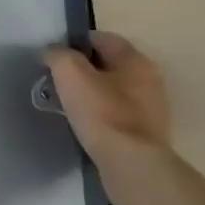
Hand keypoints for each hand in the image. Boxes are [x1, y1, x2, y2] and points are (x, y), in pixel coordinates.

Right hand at [44, 33, 170, 159]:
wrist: (131, 166)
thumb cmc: (102, 112)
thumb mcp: (70, 73)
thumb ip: (58, 55)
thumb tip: (53, 53)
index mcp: (135, 59)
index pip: (100, 38)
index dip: (74, 44)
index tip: (54, 59)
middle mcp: (149, 80)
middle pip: (107, 65)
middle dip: (82, 71)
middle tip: (58, 82)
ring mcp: (151, 110)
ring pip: (112, 92)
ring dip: (91, 95)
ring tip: (67, 106)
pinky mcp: (146, 136)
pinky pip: (117, 116)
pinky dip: (100, 117)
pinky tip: (84, 126)